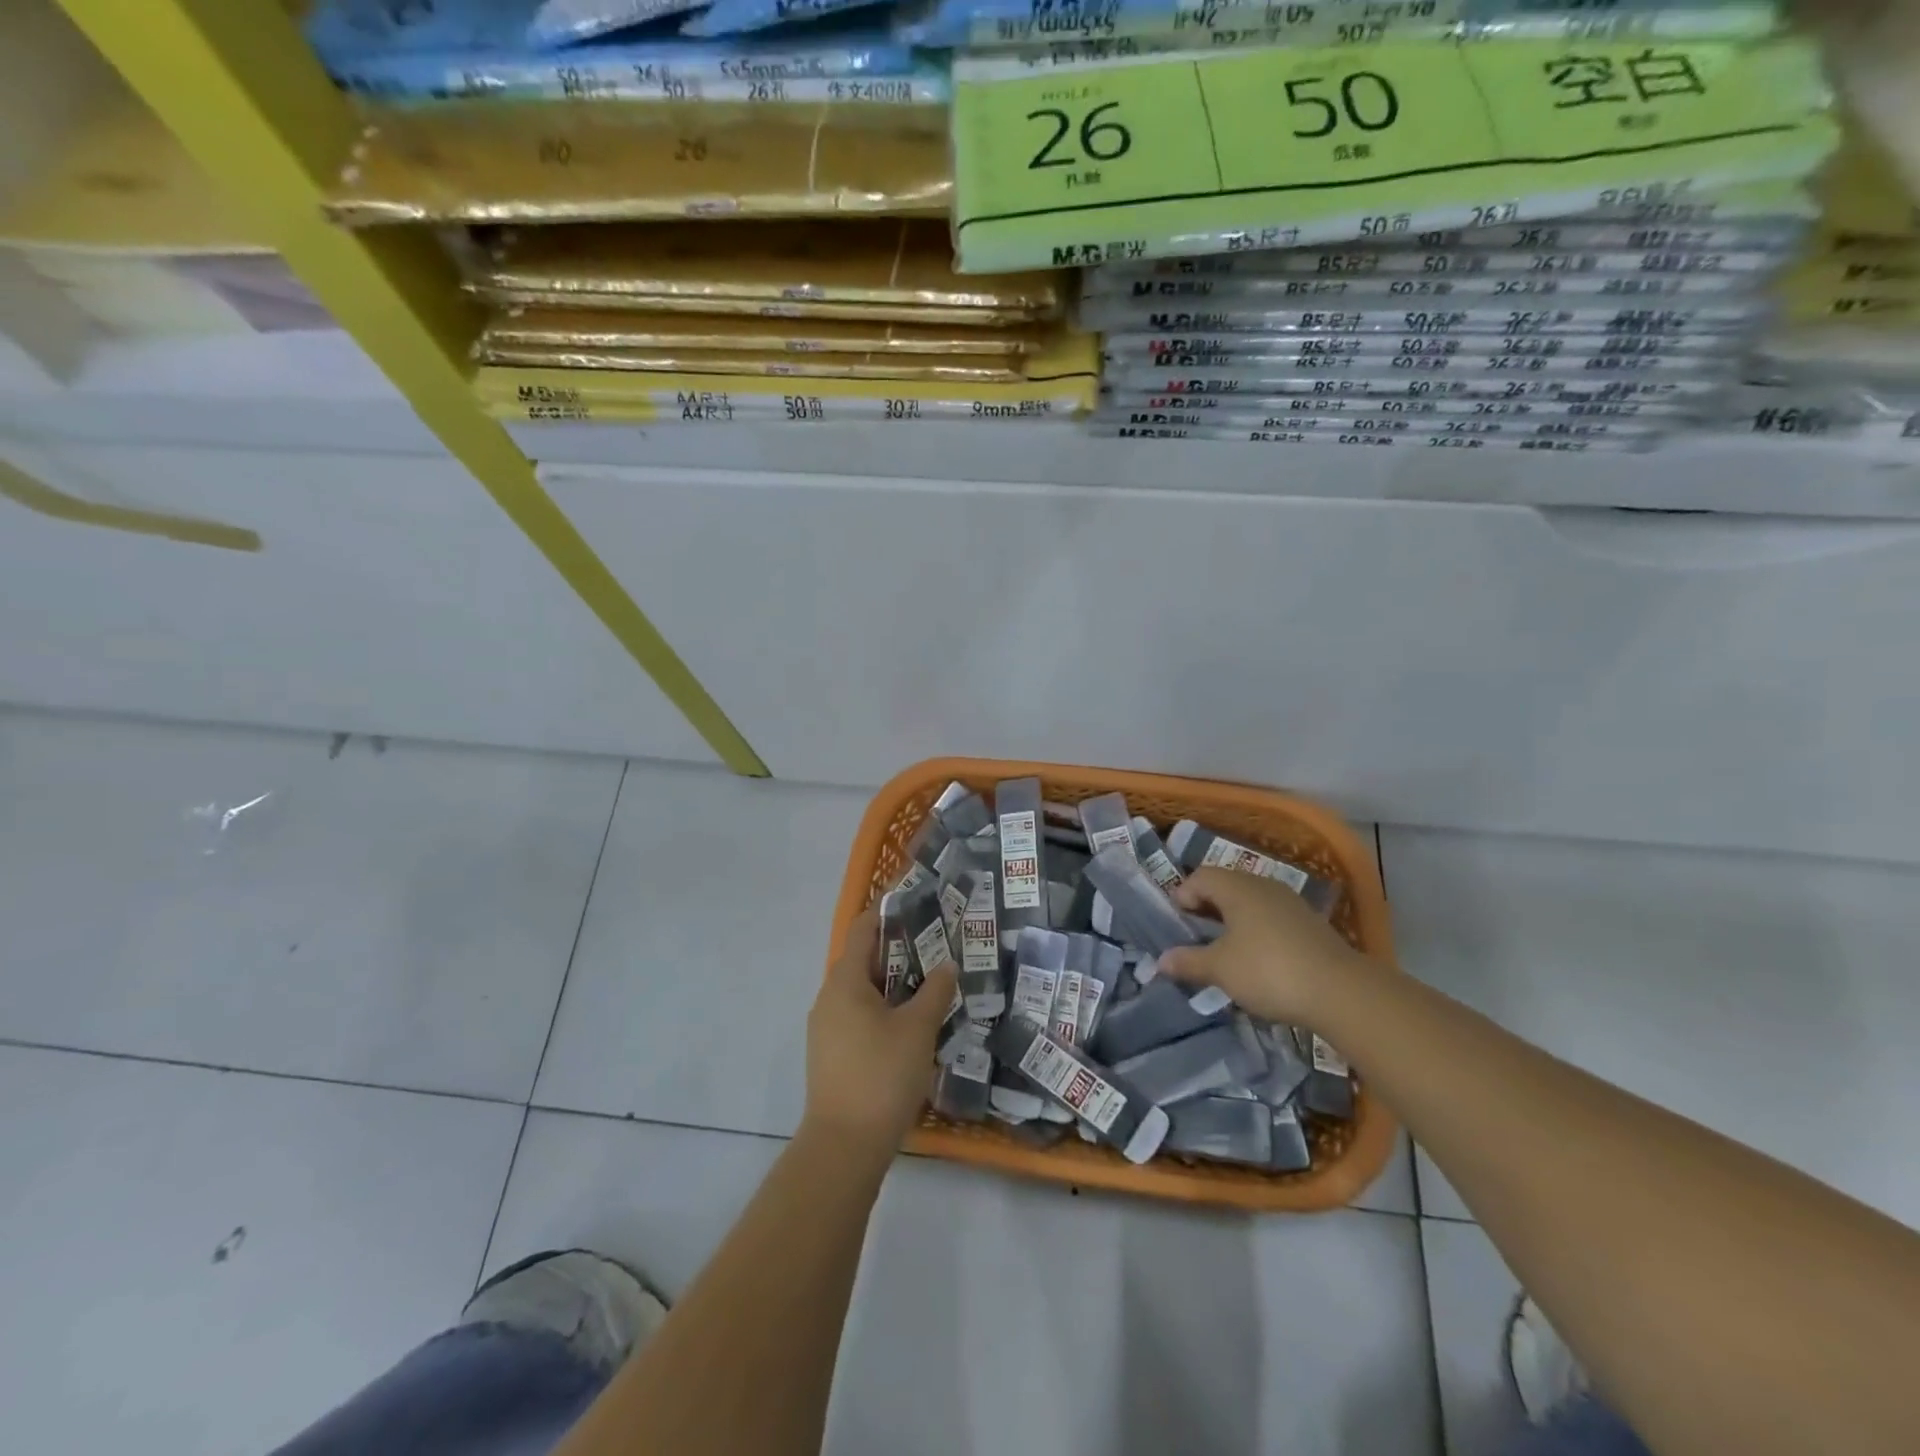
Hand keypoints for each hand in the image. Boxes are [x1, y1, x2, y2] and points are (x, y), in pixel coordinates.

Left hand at [802, 905, 957, 1151]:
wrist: (844, 1146)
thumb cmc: (881, 1074)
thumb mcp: (917, 1029)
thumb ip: (935, 991)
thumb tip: (947, 964)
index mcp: (845, 981)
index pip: (864, 929)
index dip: (888, 911)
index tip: (918, 901)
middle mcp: (829, 997)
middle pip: (864, 959)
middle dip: (900, 949)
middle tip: (937, 944)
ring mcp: (827, 1028)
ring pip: (863, 991)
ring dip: (894, 982)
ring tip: (932, 982)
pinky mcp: (832, 1054)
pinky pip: (860, 1016)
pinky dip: (885, 1008)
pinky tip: (912, 1023)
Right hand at [1158, 867, 1366, 1024]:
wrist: (1341, 992)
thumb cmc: (1268, 970)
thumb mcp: (1220, 969)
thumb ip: (1188, 962)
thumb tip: (1161, 961)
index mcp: (1237, 888)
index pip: (1200, 876)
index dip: (1182, 896)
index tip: (1176, 924)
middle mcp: (1263, 886)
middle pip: (1225, 886)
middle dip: (1206, 908)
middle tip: (1194, 935)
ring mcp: (1290, 903)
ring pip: (1250, 902)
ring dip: (1232, 921)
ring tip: (1223, 950)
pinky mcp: (1310, 924)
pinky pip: (1271, 918)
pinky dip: (1256, 931)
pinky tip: (1257, 960)